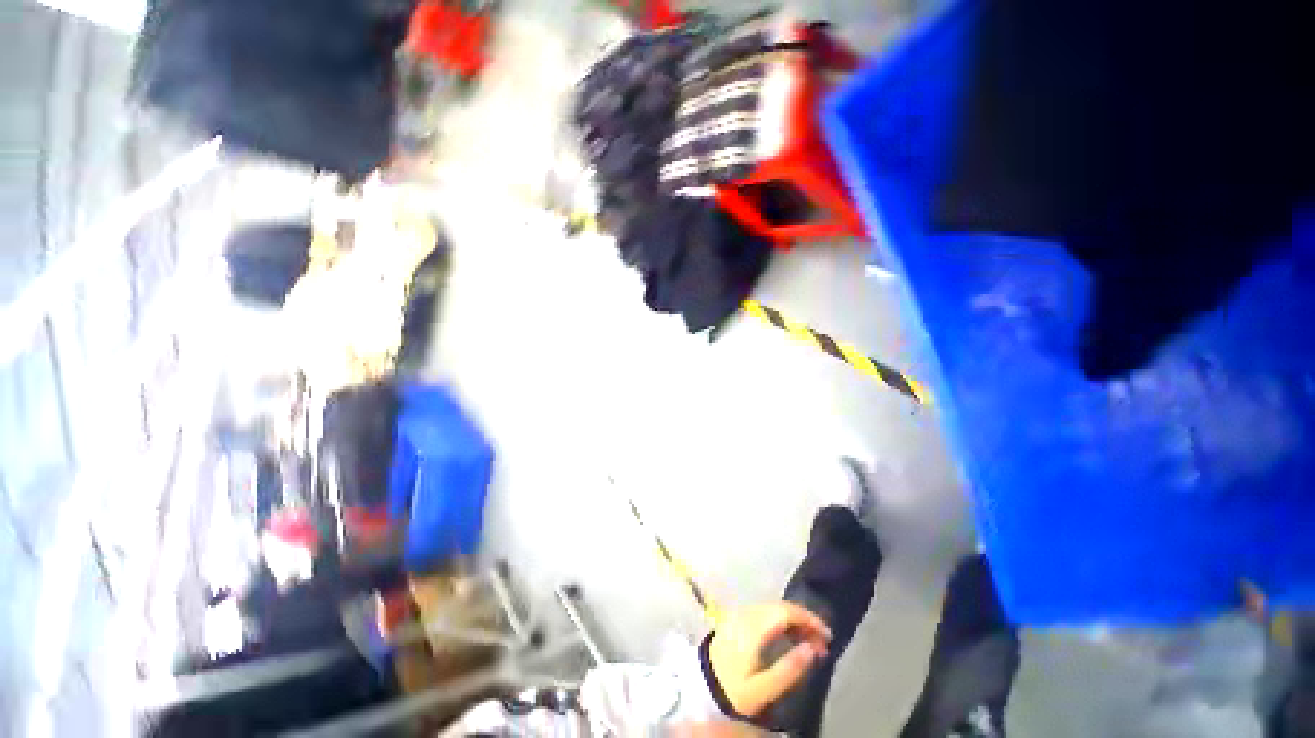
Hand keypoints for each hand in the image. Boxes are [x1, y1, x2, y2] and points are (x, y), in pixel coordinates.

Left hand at [708, 602, 831, 716]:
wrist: (700, 685)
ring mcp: (740, 613)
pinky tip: (789, 637)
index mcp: (754, 626)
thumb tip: (812, 648)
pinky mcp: (736, 618)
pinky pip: (764, 612)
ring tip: (810, 643)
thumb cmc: (733, 688)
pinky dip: (781, 620)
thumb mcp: (763, 688)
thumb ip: (789, 668)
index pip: (785, 611)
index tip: (827, 635)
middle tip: (822, 643)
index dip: (809, 619)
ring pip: (773, 608)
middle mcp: (747, 613)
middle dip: (804, 620)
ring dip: (793, 620)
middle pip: (780, 606)